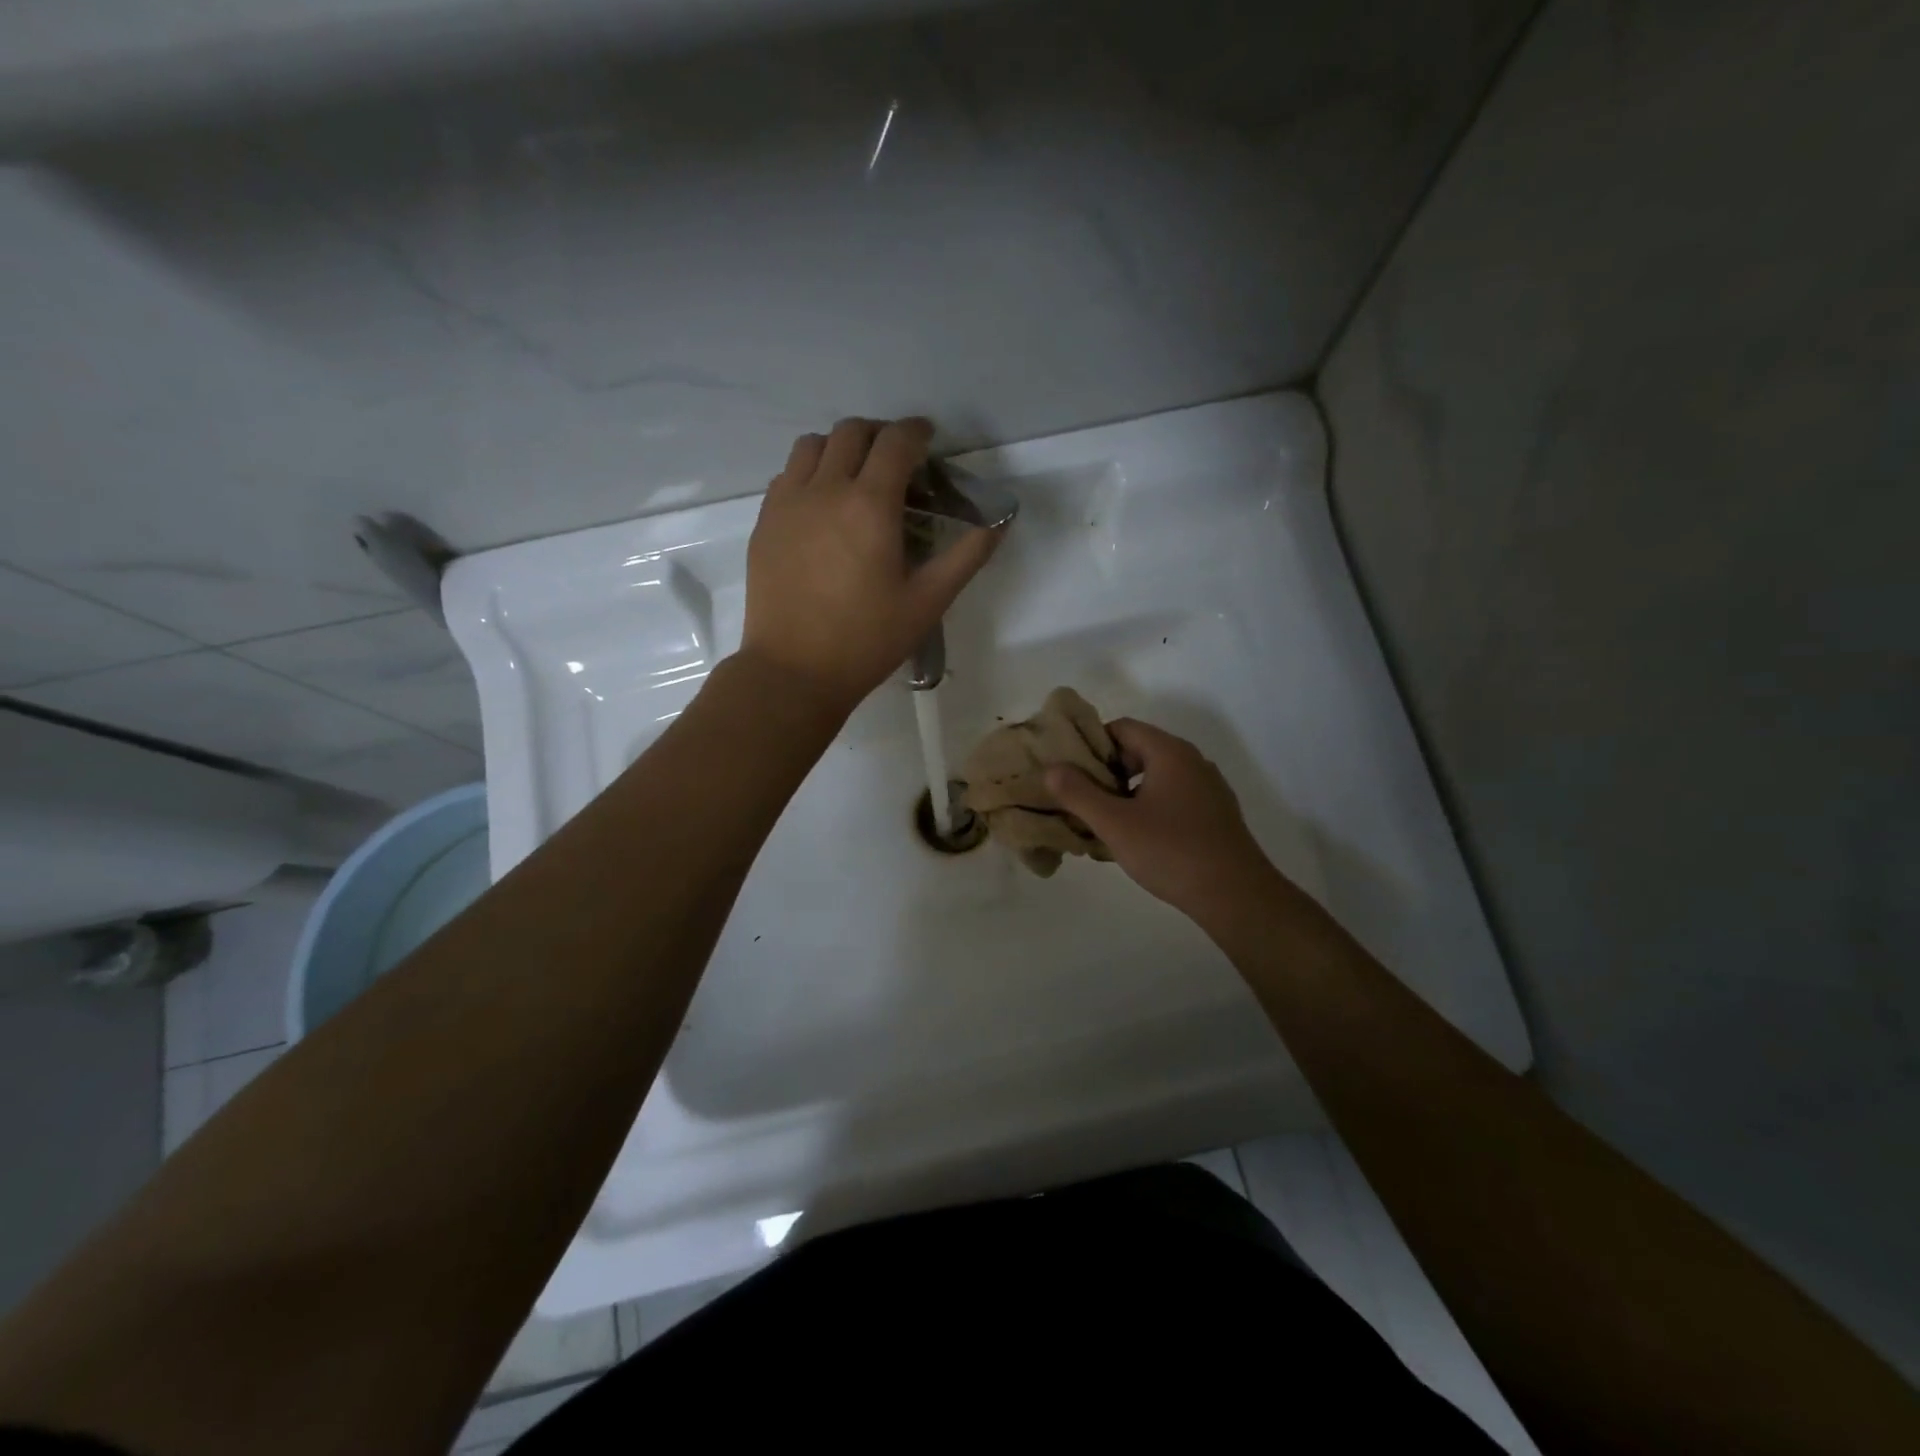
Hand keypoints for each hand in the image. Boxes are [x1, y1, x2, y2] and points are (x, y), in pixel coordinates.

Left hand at [740, 418, 1000, 711]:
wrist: (794, 671)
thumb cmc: (867, 640)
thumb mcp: (928, 603)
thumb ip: (965, 557)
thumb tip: (997, 524)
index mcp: (870, 505)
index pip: (896, 442)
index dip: (916, 432)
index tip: (928, 438)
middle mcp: (825, 489)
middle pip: (851, 431)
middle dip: (880, 434)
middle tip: (896, 459)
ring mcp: (787, 503)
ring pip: (812, 445)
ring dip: (840, 447)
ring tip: (855, 475)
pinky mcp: (765, 523)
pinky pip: (787, 475)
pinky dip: (810, 472)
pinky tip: (821, 505)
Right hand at [1046, 718, 1277, 919]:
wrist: (1236, 895)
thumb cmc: (1171, 851)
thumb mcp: (1114, 823)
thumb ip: (1078, 793)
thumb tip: (1051, 769)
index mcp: (1170, 752)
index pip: (1122, 727)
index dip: (1092, 744)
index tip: (1070, 771)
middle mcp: (1193, 761)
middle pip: (1139, 750)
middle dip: (1107, 771)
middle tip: (1082, 798)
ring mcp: (1208, 787)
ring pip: (1157, 776)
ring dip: (1128, 792)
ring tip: (1105, 821)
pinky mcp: (1216, 813)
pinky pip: (1174, 797)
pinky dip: (1151, 807)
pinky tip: (1139, 838)